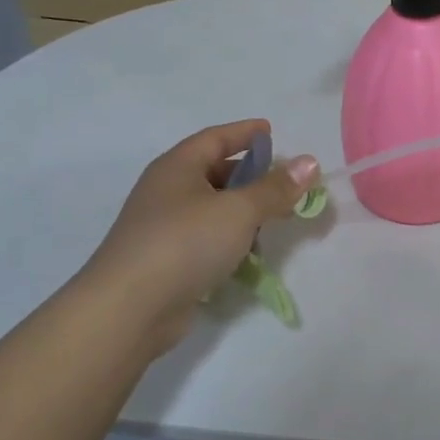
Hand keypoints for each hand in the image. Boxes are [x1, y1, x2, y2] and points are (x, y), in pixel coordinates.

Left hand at [78, 120, 318, 358]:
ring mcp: (163, 227)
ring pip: (212, 208)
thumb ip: (276, 188)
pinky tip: (248, 254)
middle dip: (250, 176)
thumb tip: (310, 163)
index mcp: (178, 167)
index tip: (270, 130)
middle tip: (284, 183)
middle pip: (214, 172)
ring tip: (273, 221)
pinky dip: (229, 239)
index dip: (244, 133)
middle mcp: (167, 191)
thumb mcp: (239, 210)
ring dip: (243, 211)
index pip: (215, 138)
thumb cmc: (185, 243)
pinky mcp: (166, 260)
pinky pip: (206, 238)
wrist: (128, 308)